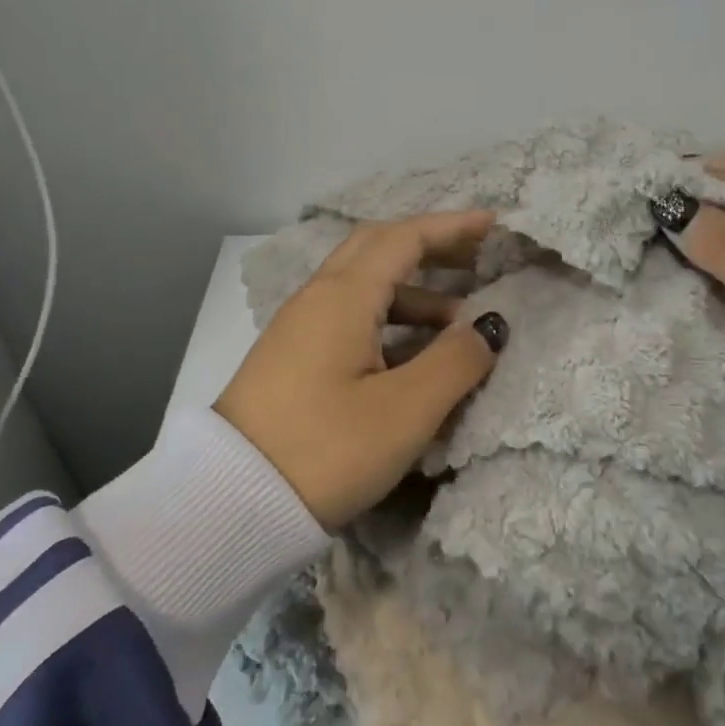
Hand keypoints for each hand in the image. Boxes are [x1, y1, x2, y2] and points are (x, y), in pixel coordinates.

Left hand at [215, 211, 509, 530]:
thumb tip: (488, 326)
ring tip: (458, 325)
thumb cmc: (327, 449)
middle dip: (430, 249)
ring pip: (364, 290)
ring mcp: (299, 330)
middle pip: (378, 251)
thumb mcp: (405, 409)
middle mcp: (317, 300)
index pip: (403, 238)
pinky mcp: (293, 361)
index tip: (493, 224)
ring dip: (414, 295)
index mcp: (342, 297)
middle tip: (476, 260)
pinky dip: (390, 322)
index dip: (451, 227)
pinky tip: (412, 356)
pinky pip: (350, 321)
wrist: (231, 501)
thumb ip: (455, 361)